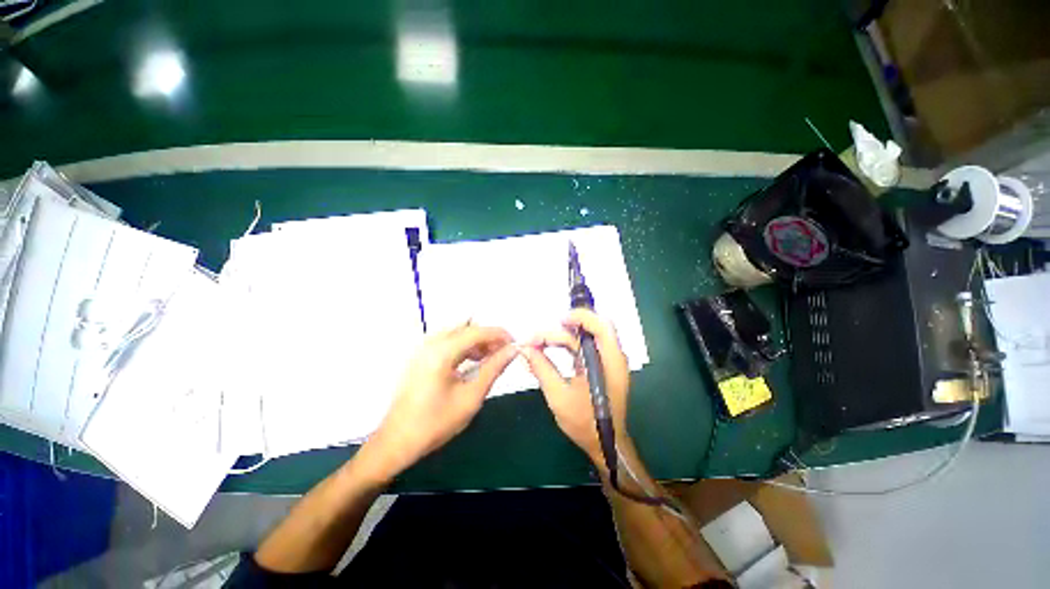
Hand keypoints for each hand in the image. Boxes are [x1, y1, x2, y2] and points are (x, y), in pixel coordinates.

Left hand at [362, 323, 516, 480]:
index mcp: (441, 351)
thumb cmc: (436, 423)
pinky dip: (464, 347)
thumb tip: (513, 350)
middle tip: (504, 352)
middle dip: (488, 337)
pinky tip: (474, 361)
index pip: (477, 331)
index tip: (515, 344)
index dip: (499, 334)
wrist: (397, 442)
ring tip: (492, 358)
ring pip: (458, 333)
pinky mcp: (421, 356)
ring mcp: (423, 348)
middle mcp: (431, 343)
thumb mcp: (471, 397)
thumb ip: (494, 368)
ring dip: (477, 342)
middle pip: (467, 328)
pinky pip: (448, 342)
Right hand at [520, 309, 630, 461]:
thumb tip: (524, 349)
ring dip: (562, 338)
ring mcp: (607, 361)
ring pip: (584, 338)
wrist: (606, 444)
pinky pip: (583, 349)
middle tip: (538, 338)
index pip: (600, 325)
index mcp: (608, 361)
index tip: (558, 321)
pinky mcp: (601, 367)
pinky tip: (549, 352)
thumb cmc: (585, 422)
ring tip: (538, 345)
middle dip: (563, 329)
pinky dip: (566, 347)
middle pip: (590, 329)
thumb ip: (542, 368)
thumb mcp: (558, 395)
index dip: (580, 317)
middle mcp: (612, 356)